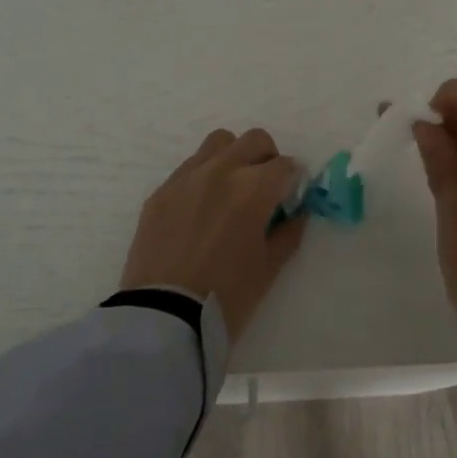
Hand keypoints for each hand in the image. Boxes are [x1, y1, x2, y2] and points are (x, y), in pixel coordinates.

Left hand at [120, 127, 308, 344]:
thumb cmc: (226, 297)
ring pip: (218, 143)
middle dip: (267, 158)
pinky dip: (204, 176)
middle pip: (254, 141)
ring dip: (233, 157)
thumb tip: (296, 213)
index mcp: (252, 188)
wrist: (163, 316)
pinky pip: (189, 167)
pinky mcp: (161, 191)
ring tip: (232, 188)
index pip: (284, 165)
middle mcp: (220, 171)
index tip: (291, 196)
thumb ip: (288, 233)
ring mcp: (186, 177)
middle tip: (266, 187)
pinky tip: (202, 208)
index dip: (293, 180)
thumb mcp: (269, 268)